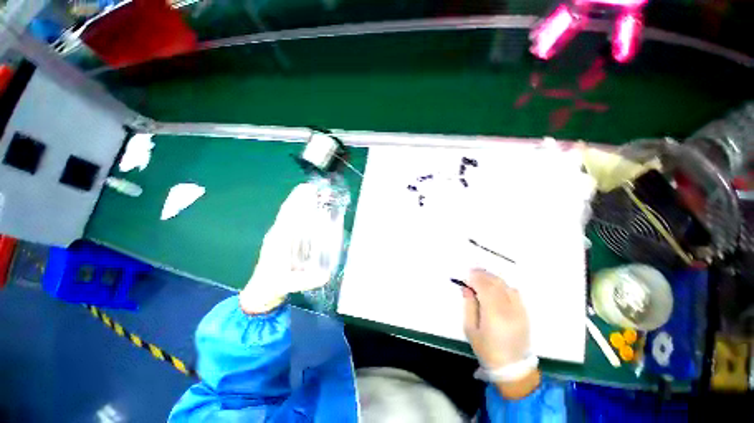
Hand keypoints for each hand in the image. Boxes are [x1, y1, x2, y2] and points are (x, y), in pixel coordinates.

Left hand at [240, 183, 340, 313]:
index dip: (297, 201)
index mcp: (278, 241)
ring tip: (312, 193)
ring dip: (298, 202)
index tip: (308, 189)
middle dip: (300, 197)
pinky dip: (298, 211)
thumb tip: (326, 275)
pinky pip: (290, 220)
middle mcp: (277, 234)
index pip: (288, 216)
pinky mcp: (281, 239)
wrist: (261, 292)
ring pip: (288, 214)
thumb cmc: (273, 286)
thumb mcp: (289, 285)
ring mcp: (278, 235)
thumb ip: (306, 281)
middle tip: (315, 188)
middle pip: (288, 210)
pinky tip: (307, 209)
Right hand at [462, 269, 529, 367]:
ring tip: (483, 276)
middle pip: (496, 284)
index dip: (476, 278)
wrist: (512, 368)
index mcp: (493, 314)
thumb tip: (466, 288)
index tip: (467, 273)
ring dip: (493, 278)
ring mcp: (519, 311)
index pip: (485, 288)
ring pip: (506, 286)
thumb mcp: (470, 329)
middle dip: (483, 275)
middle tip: (473, 271)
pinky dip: (504, 285)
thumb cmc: (486, 349)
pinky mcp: (525, 313)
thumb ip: (468, 306)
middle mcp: (508, 310)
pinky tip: (496, 286)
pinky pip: (514, 293)